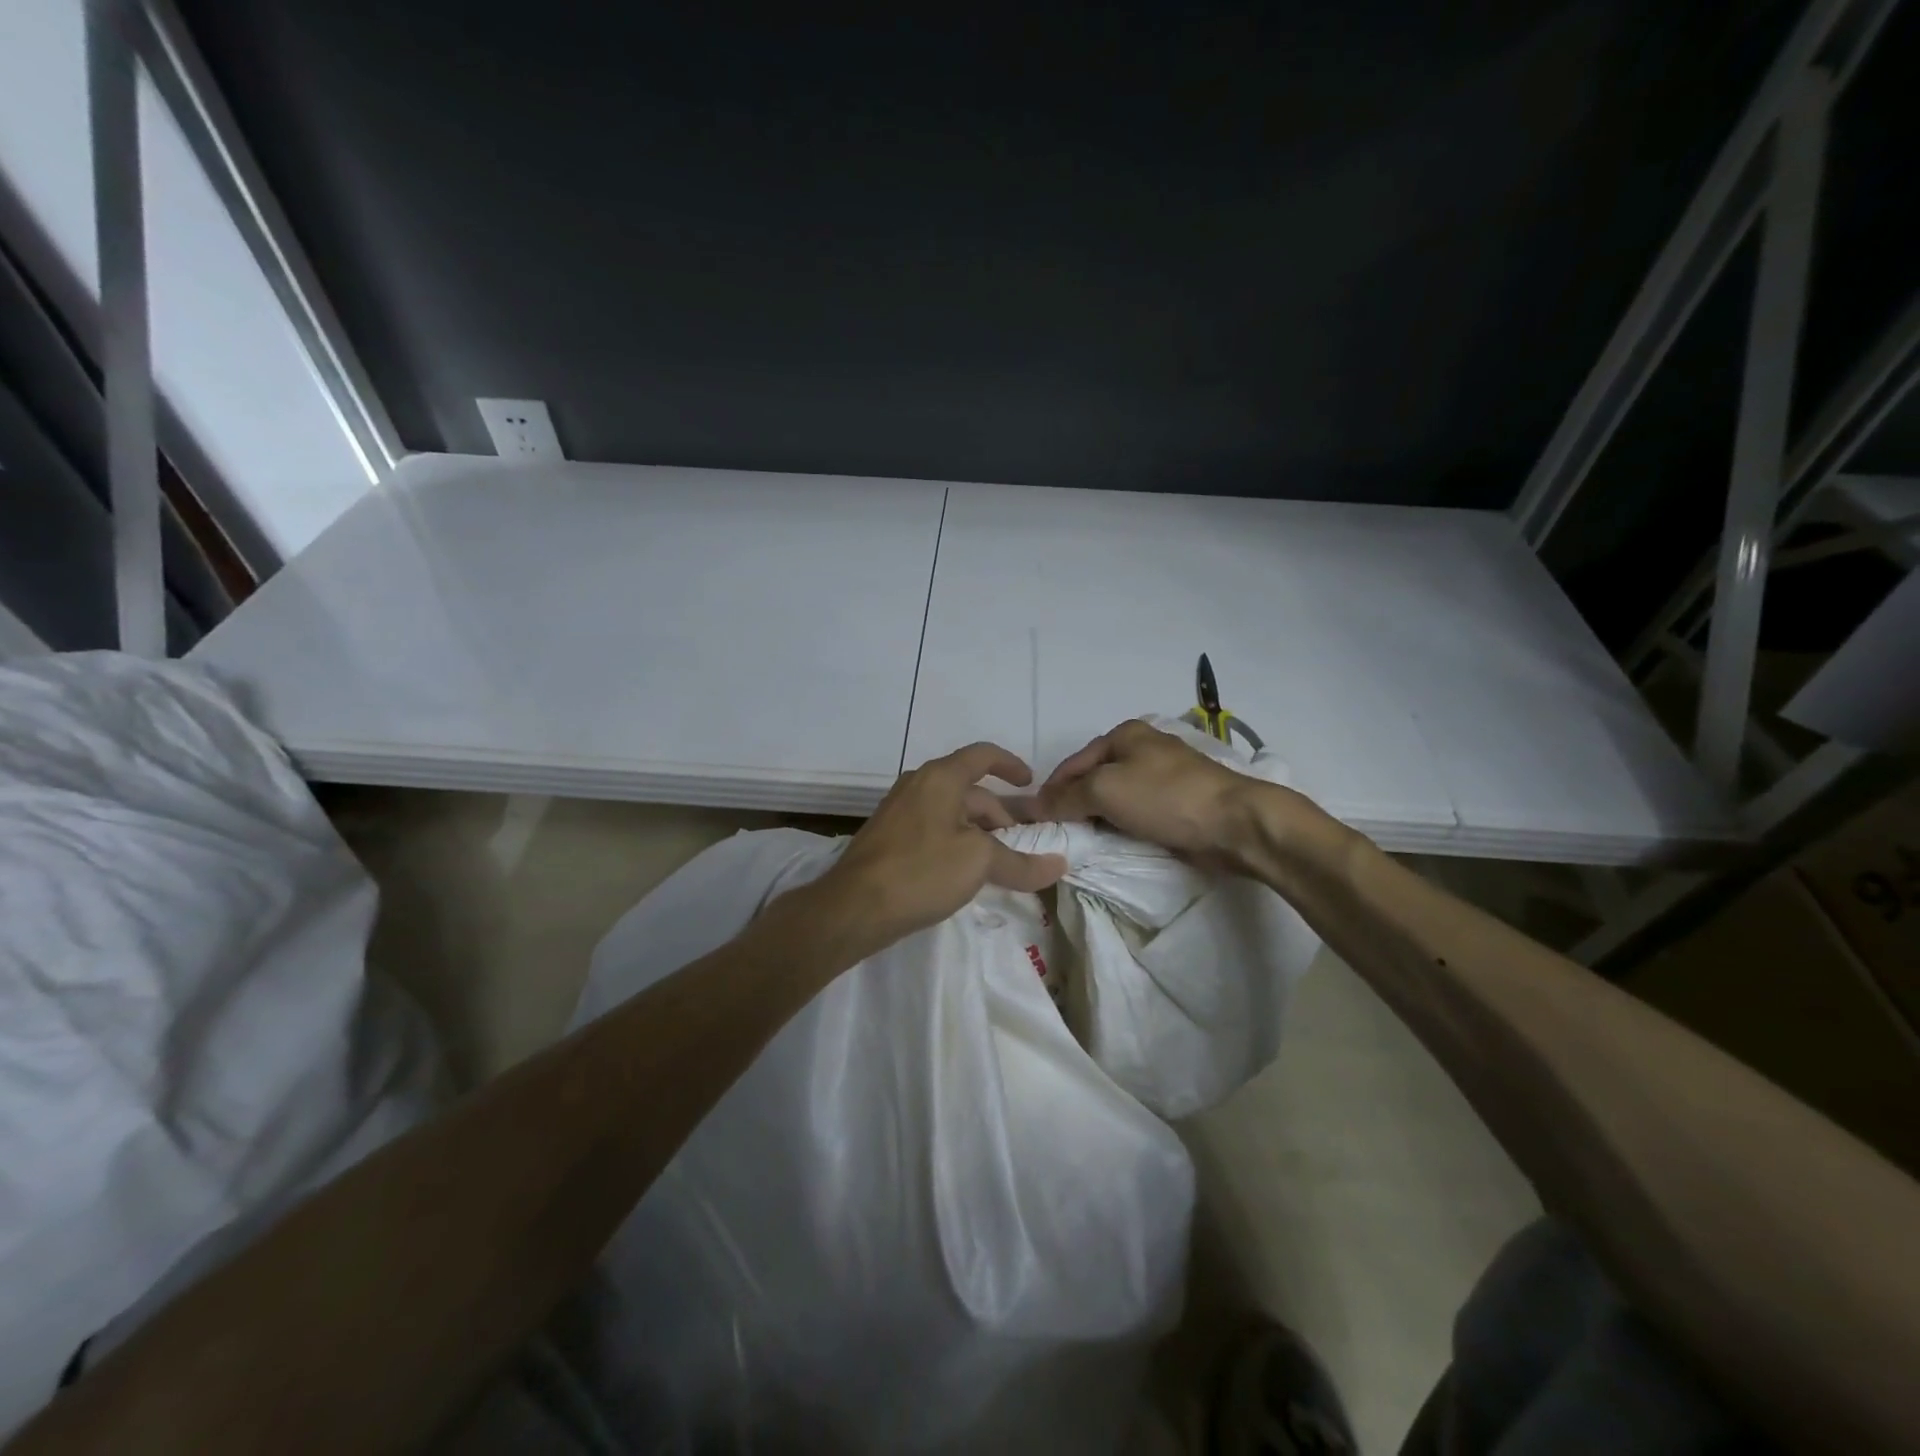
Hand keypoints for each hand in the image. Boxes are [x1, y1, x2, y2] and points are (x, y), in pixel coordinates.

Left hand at [811, 742, 1067, 956]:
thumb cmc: (921, 870)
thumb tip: (1059, 865)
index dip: (1011, 764)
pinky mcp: (888, 837)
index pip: (983, 755)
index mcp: (940, 777)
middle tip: (1021, 845)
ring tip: (997, 862)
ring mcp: (899, 810)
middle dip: (999, 814)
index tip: (1030, 784)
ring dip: (978, 830)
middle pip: (969, 789)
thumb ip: (1020, 862)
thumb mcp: (978, 863)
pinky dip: (955, 841)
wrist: (853, 907)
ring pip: (950, 811)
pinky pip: (933, 828)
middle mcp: (918, 785)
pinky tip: (962, 872)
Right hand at [1037, 719, 1276, 867]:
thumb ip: (1066, 797)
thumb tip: (1036, 806)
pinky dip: (1120, 826)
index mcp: (1124, 734)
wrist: (1233, 823)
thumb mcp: (1105, 790)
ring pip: (1114, 798)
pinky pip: (1136, 813)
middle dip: (1073, 804)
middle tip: (1055, 834)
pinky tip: (1111, 843)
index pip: (1072, 763)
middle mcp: (1141, 749)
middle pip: (1093, 779)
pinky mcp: (1176, 803)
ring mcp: (1161, 776)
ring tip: (1079, 842)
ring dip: (1096, 818)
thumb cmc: (1165, 797)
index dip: (1051, 791)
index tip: (1034, 821)